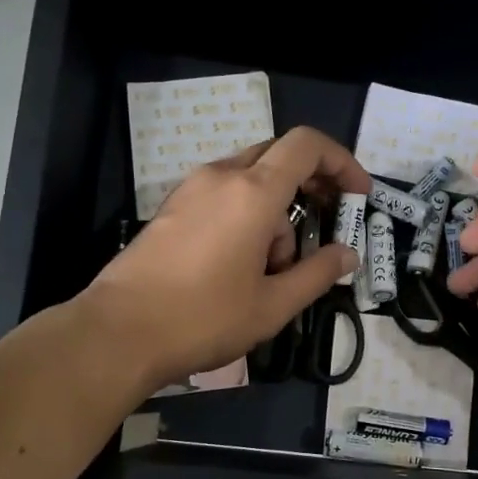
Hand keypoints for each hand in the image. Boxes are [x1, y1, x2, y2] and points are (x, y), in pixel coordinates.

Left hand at [84, 127, 369, 391]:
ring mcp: (191, 190)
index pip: (306, 145)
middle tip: (326, 228)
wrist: (118, 333)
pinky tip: (241, 266)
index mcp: (252, 191)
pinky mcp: (172, 209)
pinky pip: (223, 196)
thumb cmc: (204, 318)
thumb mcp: (273, 305)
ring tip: (275, 270)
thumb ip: (317, 273)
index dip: (341, 162)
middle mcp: (221, 177)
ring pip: (250, 181)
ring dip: (276, 212)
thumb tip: (348, 254)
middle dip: (310, 187)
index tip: (358, 195)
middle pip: (279, 158)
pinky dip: (246, 218)